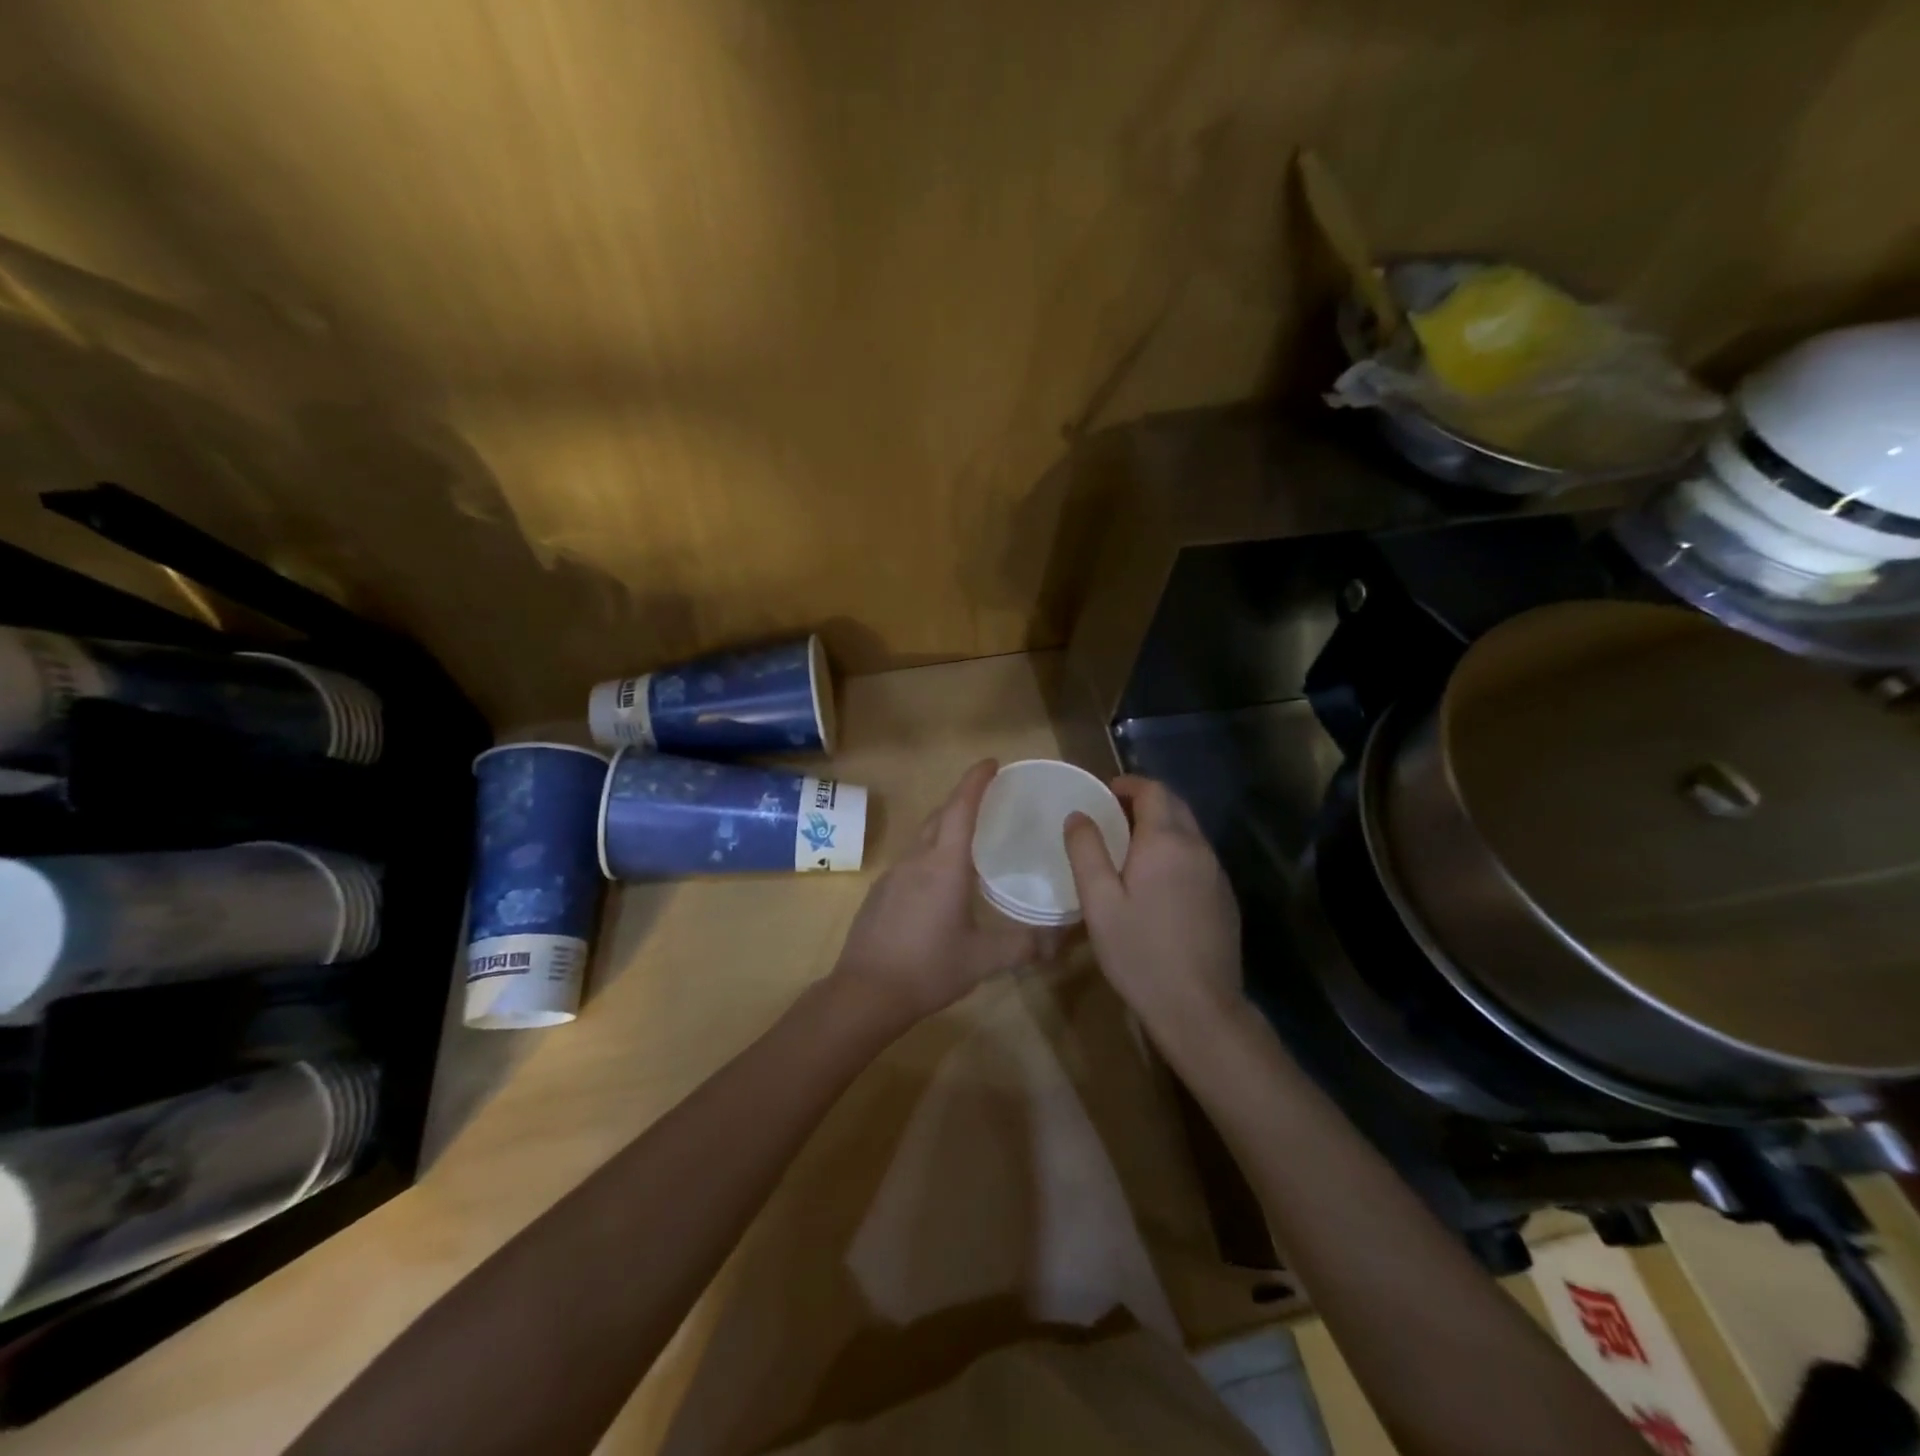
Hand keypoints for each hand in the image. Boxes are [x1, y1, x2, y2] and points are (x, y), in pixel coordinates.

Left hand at [831, 759, 1044, 1028]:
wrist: (865, 992)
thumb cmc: (928, 968)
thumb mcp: (982, 959)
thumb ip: (1021, 946)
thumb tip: (1055, 942)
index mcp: (944, 865)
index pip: (961, 808)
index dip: (975, 781)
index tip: (991, 762)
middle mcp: (916, 860)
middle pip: (939, 815)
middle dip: (962, 799)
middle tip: (987, 798)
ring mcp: (893, 875)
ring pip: (922, 837)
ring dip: (944, 827)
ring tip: (969, 838)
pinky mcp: (879, 893)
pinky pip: (910, 860)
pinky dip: (930, 853)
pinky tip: (940, 880)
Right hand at [1063, 775, 1242, 1043]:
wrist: (1199, 1007)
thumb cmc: (1140, 952)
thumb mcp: (1099, 902)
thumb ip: (1086, 851)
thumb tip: (1078, 815)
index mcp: (1166, 842)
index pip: (1153, 790)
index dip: (1128, 784)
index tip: (1105, 793)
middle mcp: (1198, 848)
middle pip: (1175, 805)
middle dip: (1145, 801)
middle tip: (1113, 817)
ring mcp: (1216, 873)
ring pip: (1189, 831)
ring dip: (1162, 826)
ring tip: (1129, 848)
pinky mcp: (1224, 898)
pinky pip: (1198, 857)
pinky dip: (1176, 852)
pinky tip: (1157, 882)